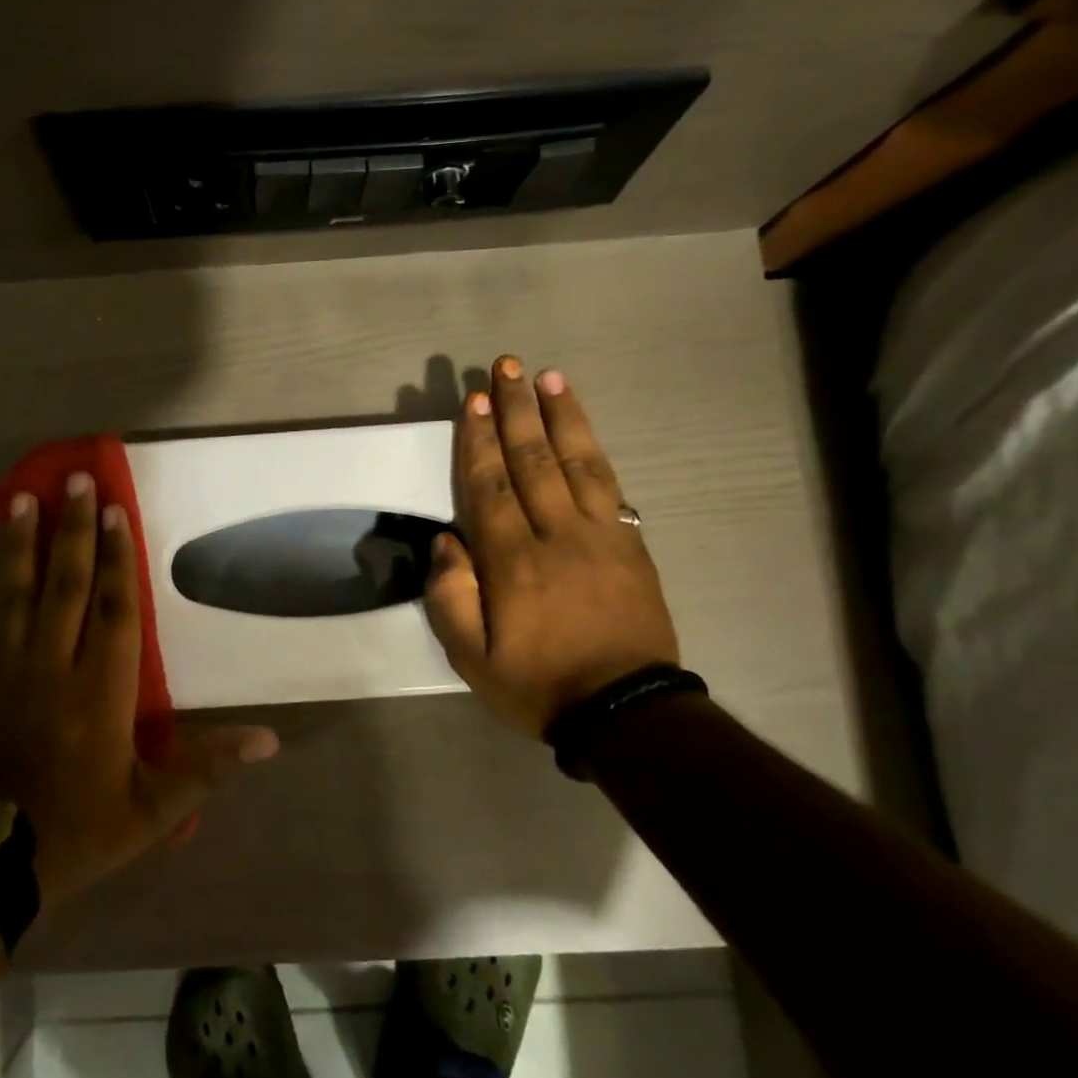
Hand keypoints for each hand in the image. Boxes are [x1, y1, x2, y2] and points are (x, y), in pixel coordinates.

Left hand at [0, 472, 278, 905]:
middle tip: (75, 481)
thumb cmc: (80, 826)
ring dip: (23, 543)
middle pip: (66, 586)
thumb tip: (269, 741)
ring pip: (19, 593)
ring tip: (22, 497)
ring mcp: (12, 670)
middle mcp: (54, 668)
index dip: (117, 559)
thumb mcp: (153, 808)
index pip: (113, 611)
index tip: (116, 512)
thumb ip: (207, 768)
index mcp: (100, 693)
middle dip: (73, 531)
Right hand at [425, 356, 679, 737]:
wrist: (626, 712)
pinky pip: (610, 484)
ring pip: (577, 462)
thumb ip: (450, 596)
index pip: (490, 487)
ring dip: (560, 416)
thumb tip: (446, 540)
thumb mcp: (471, 657)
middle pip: (532, 461)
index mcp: (513, 562)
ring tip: (548, 377)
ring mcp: (601, 535)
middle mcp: (557, 535)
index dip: (479, 441)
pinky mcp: (630, 543)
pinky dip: (594, 449)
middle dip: (515, 410)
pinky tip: (583, 428)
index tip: (473, 400)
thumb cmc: (537, 684)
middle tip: (504, 366)